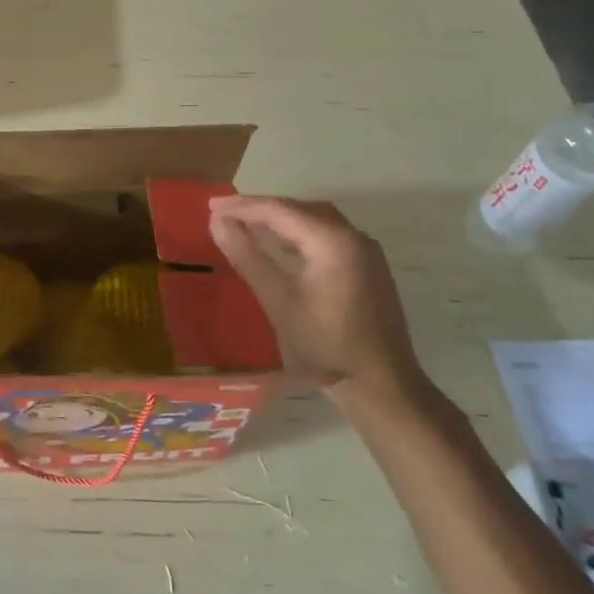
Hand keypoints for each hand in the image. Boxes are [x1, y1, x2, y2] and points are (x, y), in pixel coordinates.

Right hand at [209, 196, 429, 409]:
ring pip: (316, 221)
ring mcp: (366, 253)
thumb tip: (217, 222)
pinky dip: (300, 235)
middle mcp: (354, 237)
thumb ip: (247, 256)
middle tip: (226, 213)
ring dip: (281, 220)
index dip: (243, 206)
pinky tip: (281, 248)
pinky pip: (328, 238)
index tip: (211, 205)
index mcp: (333, 240)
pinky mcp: (369, 270)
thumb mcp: (278, 300)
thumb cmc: (325, 344)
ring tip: (247, 225)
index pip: (280, 210)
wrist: (382, 387)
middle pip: (300, 210)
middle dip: (261, 209)